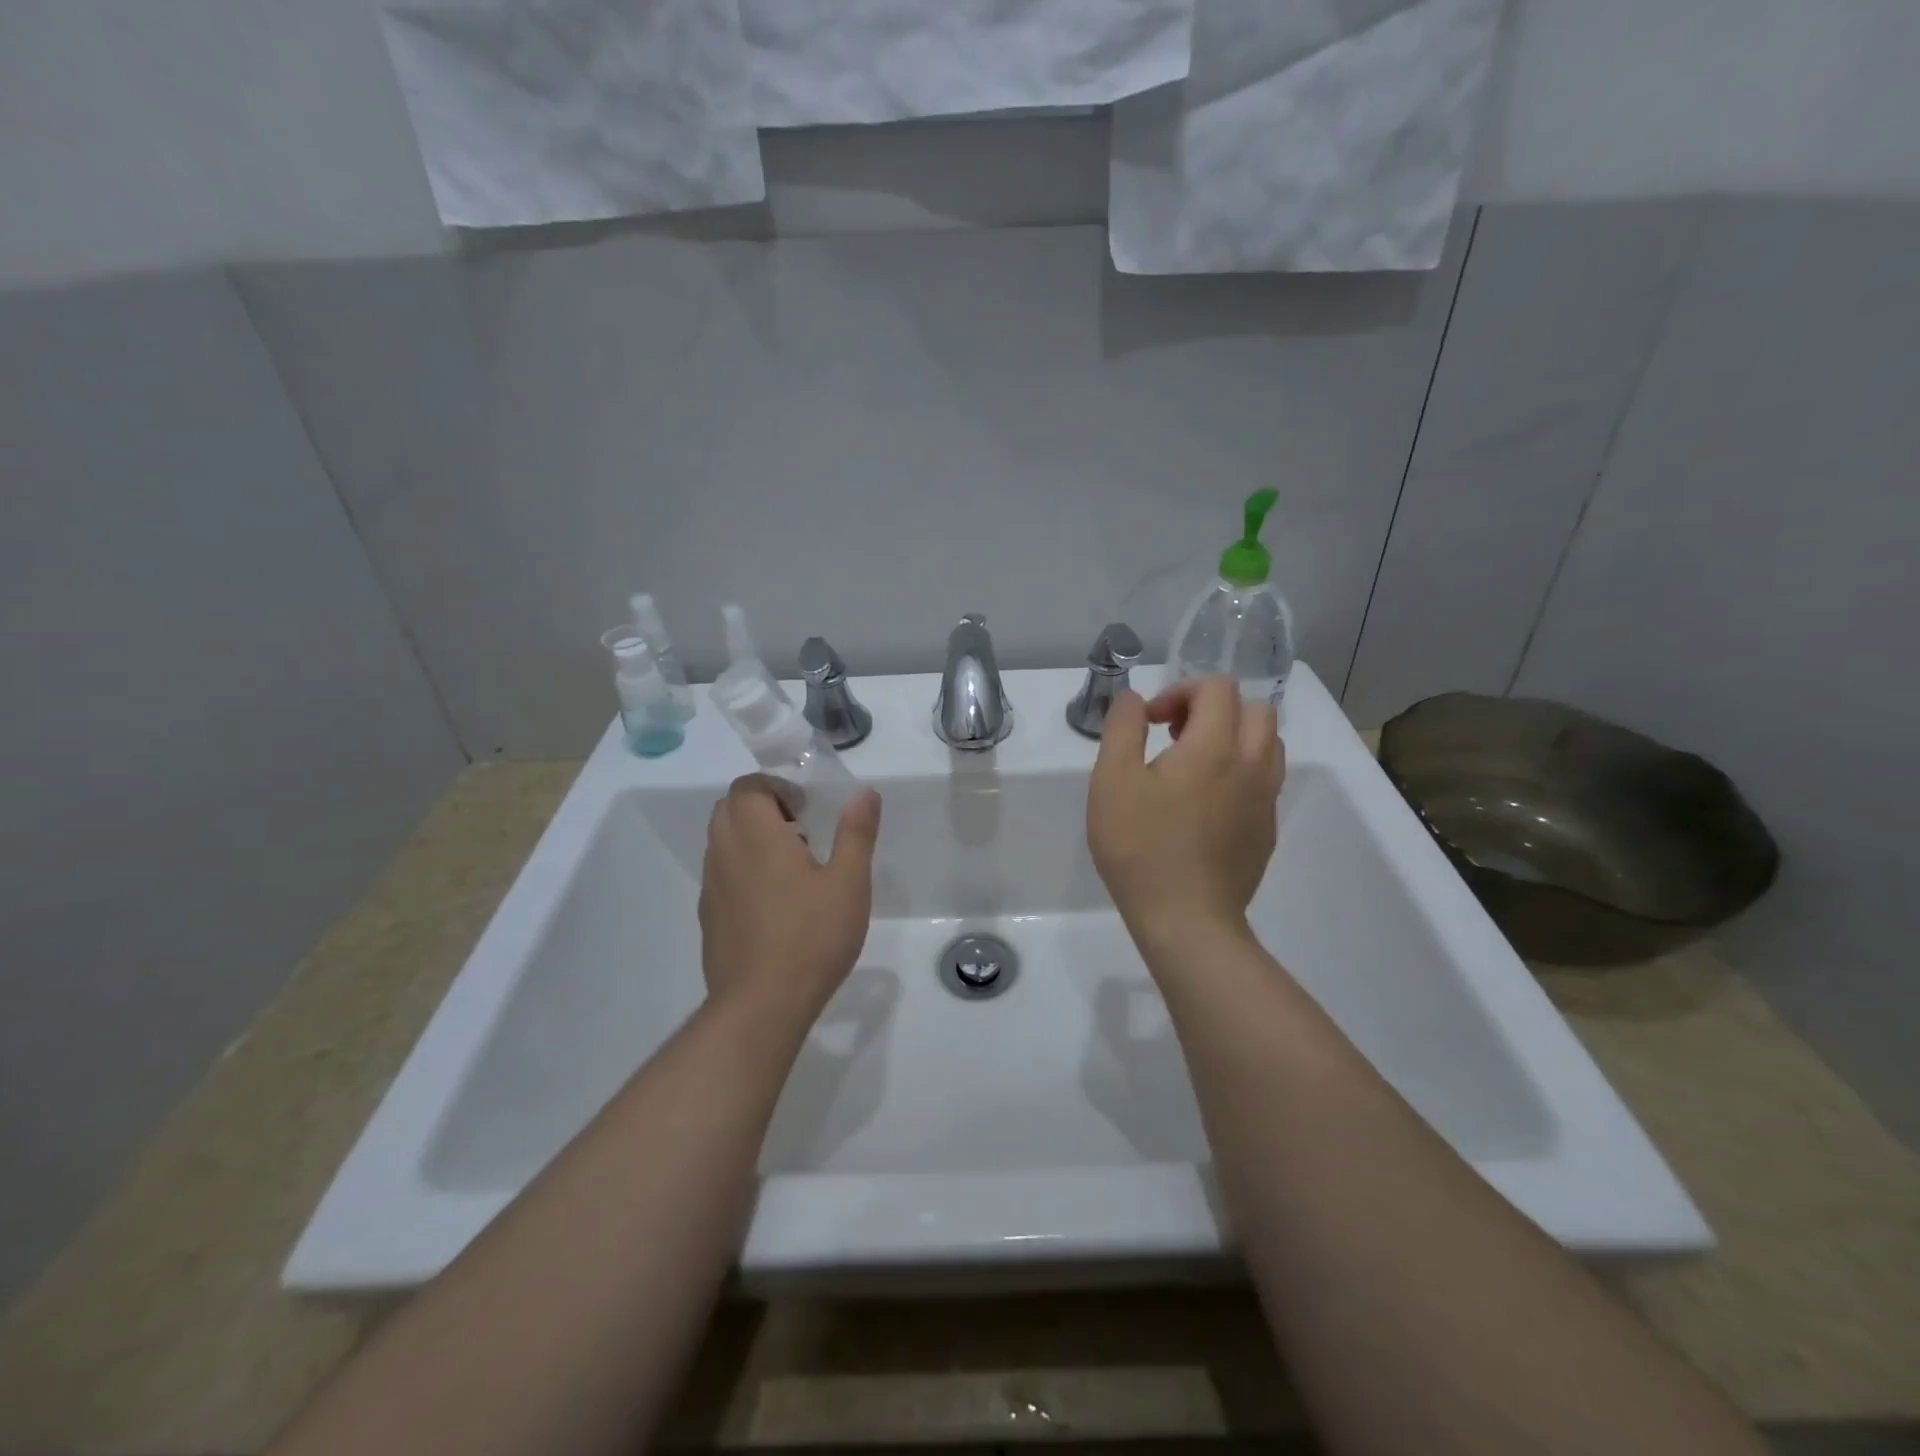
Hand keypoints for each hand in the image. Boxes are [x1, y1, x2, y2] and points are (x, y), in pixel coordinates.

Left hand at [698, 775, 881, 1022]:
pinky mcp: (709, 917)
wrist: (761, 1005)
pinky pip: (720, 874)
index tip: (805, 809)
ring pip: (721, 842)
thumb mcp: (849, 883)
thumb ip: (856, 834)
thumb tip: (865, 793)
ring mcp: (712, 888)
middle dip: (761, 806)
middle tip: (799, 830)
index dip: (774, 787)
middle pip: (728, 808)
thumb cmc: (811, 937)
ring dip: (750, 837)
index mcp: (757, 837)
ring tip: (791, 866)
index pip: (747, 787)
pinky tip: (774, 902)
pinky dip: (742, 868)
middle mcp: (726, 854)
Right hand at [1088, 675, 1284, 941]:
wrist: (1186, 919)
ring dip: (1234, 738)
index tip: (1152, 721)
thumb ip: (1122, 728)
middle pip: (1254, 709)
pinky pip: (1265, 781)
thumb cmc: (1140, 846)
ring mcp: (1265, 800)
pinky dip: (1241, 772)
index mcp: (1215, 746)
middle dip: (1213, 709)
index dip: (1181, 691)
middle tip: (1176, 736)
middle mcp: (1252, 764)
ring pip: (1268, 744)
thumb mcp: (1112, 781)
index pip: (1217, 687)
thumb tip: (1136, 699)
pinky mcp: (1267, 830)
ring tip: (1194, 765)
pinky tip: (1205, 804)